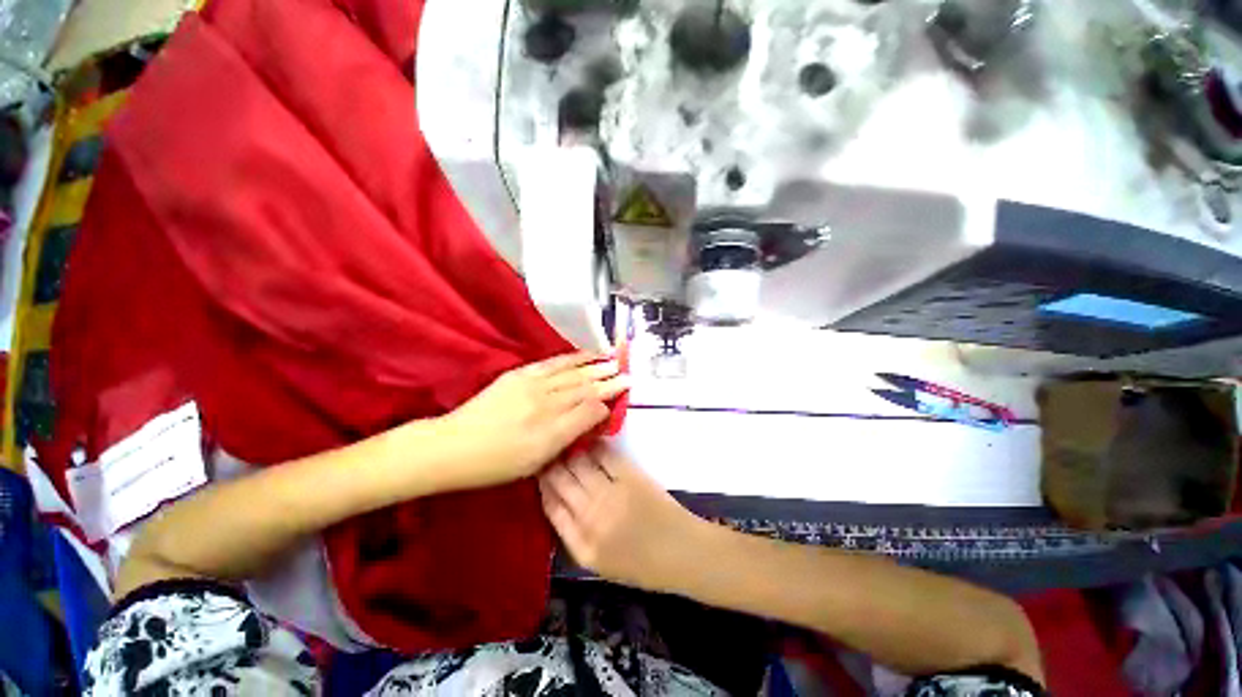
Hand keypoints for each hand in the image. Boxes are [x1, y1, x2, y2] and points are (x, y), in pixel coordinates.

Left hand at [440, 353, 628, 489]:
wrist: (453, 446)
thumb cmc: (496, 464)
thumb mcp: (536, 463)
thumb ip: (568, 438)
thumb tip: (593, 417)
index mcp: (551, 433)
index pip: (590, 409)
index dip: (609, 399)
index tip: (624, 391)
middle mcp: (545, 405)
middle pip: (585, 388)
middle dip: (608, 380)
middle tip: (627, 373)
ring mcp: (532, 386)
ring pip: (572, 373)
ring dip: (595, 366)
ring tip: (613, 360)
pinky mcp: (520, 375)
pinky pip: (553, 363)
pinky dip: (573, 358)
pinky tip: (585, 355)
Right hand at [539, 444, 706, 592]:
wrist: (682, 552)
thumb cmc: (642, 564)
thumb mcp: (599, 562)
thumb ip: (574, 534)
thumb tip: (555, 498)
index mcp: (581, 545)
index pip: (551, 506)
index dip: (542, 484)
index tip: (539, 468)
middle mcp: (591, 517)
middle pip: (560, 480)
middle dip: (550, 461)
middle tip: (548, 448)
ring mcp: (611, 494)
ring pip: (578, 463)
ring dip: (568, 449)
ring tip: (564, 438)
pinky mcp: (630, 476)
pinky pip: (604, 454)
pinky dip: (593, 445)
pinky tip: (588, 439)